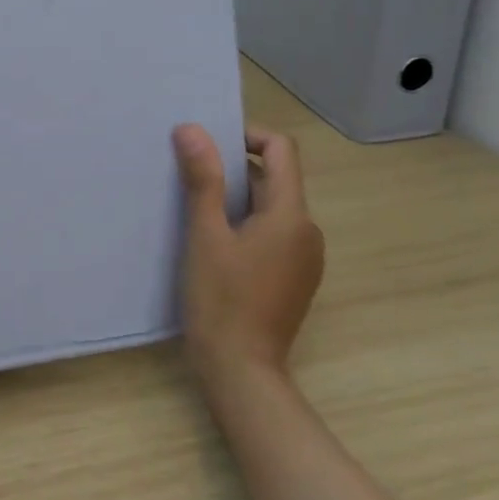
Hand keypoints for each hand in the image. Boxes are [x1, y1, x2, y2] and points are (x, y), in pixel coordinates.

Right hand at [171, 123, 325, 390]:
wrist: (241, 370)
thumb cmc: (220, 299)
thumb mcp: (205, 234)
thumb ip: (202, 179)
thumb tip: (191, 129)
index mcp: (291, 215)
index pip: (281, 149)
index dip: (246, 135)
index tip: (207, 144)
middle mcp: (308, 230)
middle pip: (276, 178)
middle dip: (234, 167)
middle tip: (190, 173)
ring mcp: (305, 257)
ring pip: (273, 206)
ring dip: (238, 196)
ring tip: (197, 206)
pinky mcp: (295, 277)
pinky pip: (274, 233)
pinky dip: (247, 223)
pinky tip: (215, 241)